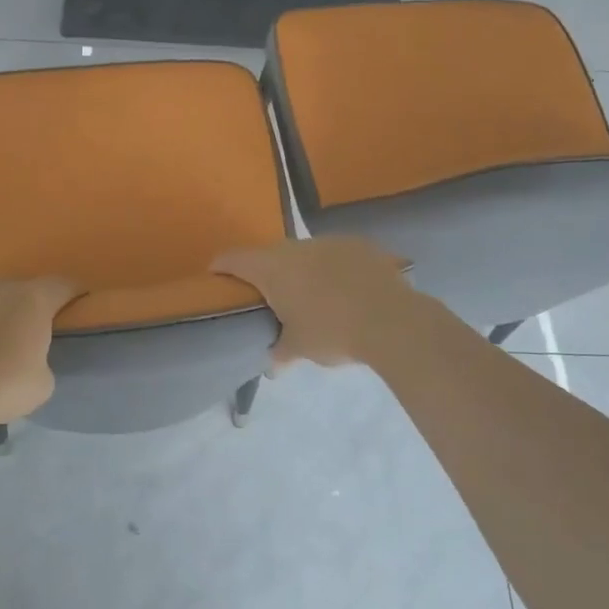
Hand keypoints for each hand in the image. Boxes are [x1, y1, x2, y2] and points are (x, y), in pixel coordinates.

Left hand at [0, 277, 80, 428]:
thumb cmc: (4, 387)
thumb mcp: (43, 383)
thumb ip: (43, 360)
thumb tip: (31, 358)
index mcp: (33, 299)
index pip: (63, 285)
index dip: (73, 293)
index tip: (76, 303)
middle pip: (18, 289)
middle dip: (23, 307)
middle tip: (22, 334)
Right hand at [213, 237, 415, 367]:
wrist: (392, 321)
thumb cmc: (332, 332)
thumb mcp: (299, 348)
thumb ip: (280, 353)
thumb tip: (273, 366)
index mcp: (272, 268)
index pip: (233, 259)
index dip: (221, 267)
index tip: (217, 278)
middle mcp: (296, 247)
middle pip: (269, 254)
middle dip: (265, 273)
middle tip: (268, 296)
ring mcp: (330, 242)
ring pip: (305, 253)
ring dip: (302, 270)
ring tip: (311, 295)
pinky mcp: (360, 245)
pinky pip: (336, 255)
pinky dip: (333, 269)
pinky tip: (344, 290)